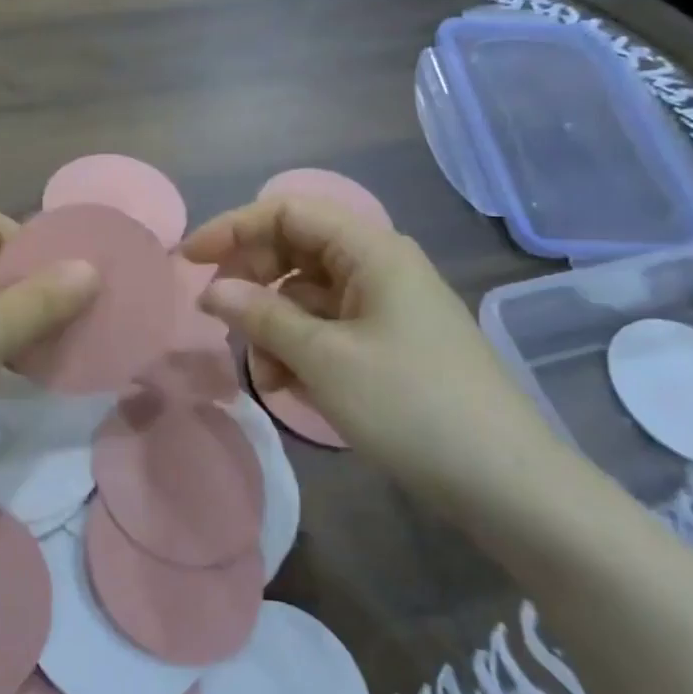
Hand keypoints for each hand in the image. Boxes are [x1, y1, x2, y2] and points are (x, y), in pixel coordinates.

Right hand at [181, 197, 584, 523]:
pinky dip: (299, 351)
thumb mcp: (323, 359)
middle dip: (253, 286)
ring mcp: (384, 307)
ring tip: (267, 378)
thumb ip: (260, 315)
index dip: (232, 229)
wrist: (504, 482)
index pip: (287, 212)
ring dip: (274, 329)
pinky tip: (292, 389)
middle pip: (293, 252)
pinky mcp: (387, 344)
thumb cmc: (410, 406)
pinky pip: (326, 329)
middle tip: (224, 324)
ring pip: (304, 296)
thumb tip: (211, 290)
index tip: (188, 262)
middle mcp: (377, 267)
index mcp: (371, 251)